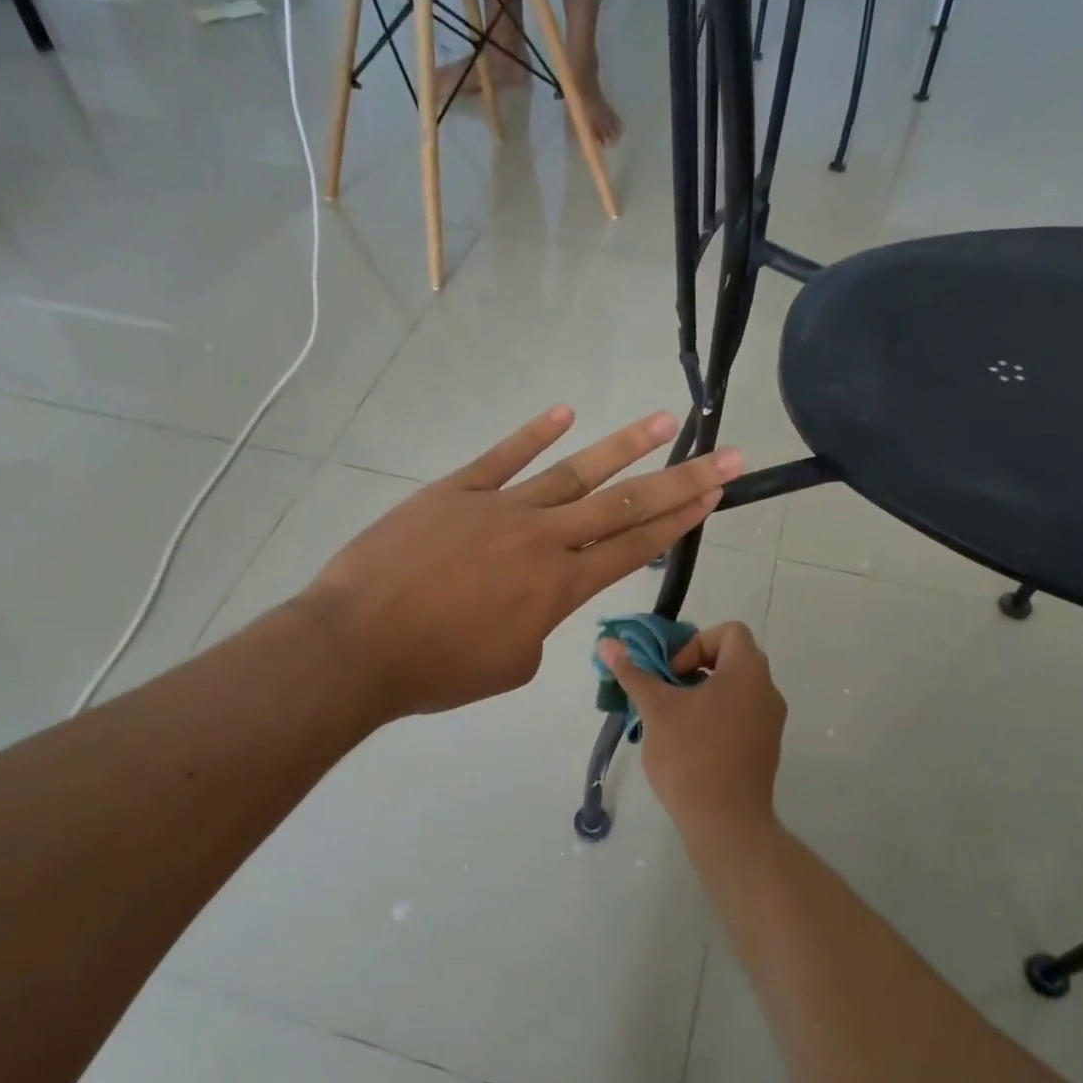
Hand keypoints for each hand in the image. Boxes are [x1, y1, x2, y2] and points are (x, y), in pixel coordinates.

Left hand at [296, 406, 741, 720]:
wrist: (358, 644)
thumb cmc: (436, 670)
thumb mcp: (509, 665)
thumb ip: (537, 628)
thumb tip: (532, 603)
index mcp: (560, 588)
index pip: (634, 548)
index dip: (679, 522)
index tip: (713, 498)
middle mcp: (543, 540)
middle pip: (625, 505)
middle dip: (681, 481)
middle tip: (725, 456)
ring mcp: (500, 508)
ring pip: (575, 472)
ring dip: (624, 446)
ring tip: (665, 421)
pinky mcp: (456, 491)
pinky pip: (503, 456)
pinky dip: (534, 433)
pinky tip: (566, 412)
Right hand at [599, 621, 786, 833]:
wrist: (726, 822)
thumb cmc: (691, 756)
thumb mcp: (656, 709)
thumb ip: (634, 673)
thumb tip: (607, 643)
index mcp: (748, 672)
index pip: (729, 632)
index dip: (695, 643)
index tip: (671, 674)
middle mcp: (767, 691)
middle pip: (731, 660)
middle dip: (694, 670)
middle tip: (666, 694)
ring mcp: (771, 723)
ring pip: (734, 691)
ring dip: (702, 696)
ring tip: (671, 721)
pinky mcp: (766, 749)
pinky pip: (740, 717)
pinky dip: (715, 718)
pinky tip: (688, 745)